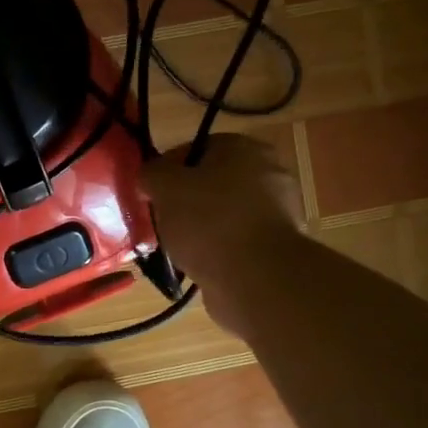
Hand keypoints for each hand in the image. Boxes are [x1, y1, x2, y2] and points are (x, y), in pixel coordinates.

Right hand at [142, 135, 303, 323]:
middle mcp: (268, 173)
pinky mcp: (277, 249)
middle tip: (161, 219)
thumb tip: (150, 176)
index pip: (196, 148)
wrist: (257, 278)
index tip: (150, 192)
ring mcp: (277, 213)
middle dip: (185, 201)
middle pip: (212, 183)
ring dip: (201, 229)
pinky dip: (218, 251)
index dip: (167, 169)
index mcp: (244, 148)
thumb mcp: (165, 187)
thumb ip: (152, 173)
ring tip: (176, 248)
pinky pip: (236, 243)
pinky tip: (198, 265)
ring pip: (224, 215)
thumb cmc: (209, 221)